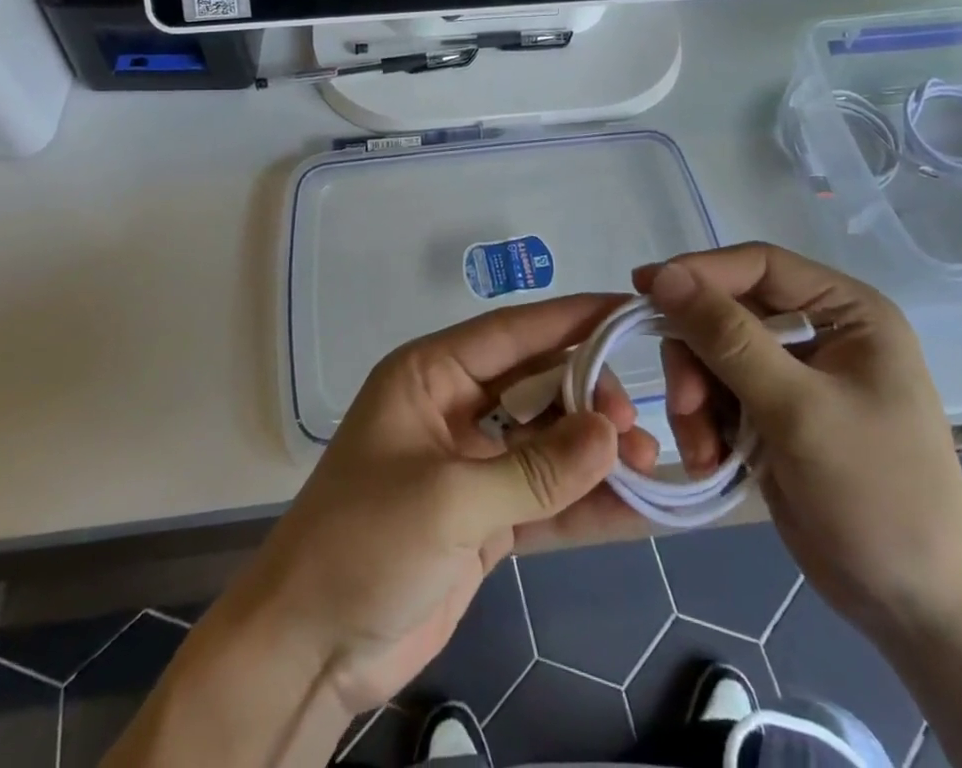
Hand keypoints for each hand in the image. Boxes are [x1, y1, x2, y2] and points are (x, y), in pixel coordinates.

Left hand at [232, 294, 657, 713]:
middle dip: (589, 396)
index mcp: (431, 376)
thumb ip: (535, 469)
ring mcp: (473, 464)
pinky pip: (546, 498)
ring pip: (547, 442)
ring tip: (652, 460)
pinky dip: (586, 503)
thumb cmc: (362, 545)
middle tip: (636, 420)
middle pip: (536, 384)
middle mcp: (455, 408)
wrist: (309, 650)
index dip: (572, 319)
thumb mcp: (448, 500)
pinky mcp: (486, 517)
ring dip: (596, 451)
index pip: (512, 333)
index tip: (628, 312)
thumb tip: (612, 433)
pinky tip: (637, 506)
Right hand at [637, 244, 961, 636]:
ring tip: (703, 450)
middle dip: (697, 359)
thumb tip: (662, 275)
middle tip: (686, 407)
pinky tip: (713, 462)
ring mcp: (795, 375)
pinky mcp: (774, 414)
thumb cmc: (878, 495)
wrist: (918, 610)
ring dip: (695, 399)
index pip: (757, 265)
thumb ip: (728, 338)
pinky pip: (717, 395)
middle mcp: (819, 331)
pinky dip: (705, 424)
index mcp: (845, 311)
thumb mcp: (798, 411)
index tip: (642, 288)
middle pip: (726, 312)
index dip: (698, 272)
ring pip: (712, 355)